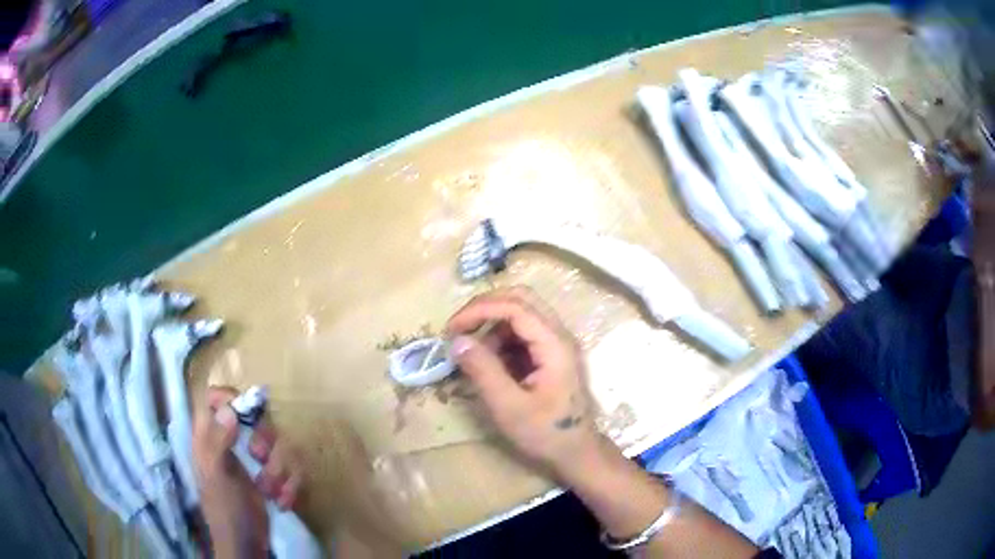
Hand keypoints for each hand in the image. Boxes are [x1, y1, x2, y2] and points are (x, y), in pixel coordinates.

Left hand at [193, 386, 303, 557]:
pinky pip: (292, 467)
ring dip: (282, 469)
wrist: (248, 546)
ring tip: (273, 491)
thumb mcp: (217, 477)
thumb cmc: (226, 511)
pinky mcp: (273, 476)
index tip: (247, 412)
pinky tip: (283, 502)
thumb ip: (218, 442)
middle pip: (254, 418)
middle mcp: (232, 443)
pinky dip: (292, 485)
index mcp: (210, 438)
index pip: (212, 398)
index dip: (228, 397)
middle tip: (262, 457)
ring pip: (278, 443)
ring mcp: (254, 461)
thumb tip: (229, 409)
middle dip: (266, 440)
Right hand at [446, 287, 600, 477]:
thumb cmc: (546, 433)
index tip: (451, 329)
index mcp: (554, 344)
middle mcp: (559, 335)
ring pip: (521, 314)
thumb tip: (457, 341)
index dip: (479, 310)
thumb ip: (483, 371)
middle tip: (458, 328)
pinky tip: (489, 364)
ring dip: (491, 326)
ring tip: (472, 355)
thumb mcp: (509, 407)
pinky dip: (500, 340)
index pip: (515, 306)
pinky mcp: (551, 354)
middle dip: (485, 308)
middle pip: (521, 299)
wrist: (577, 452)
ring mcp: (557, 343)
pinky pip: (522, 333)